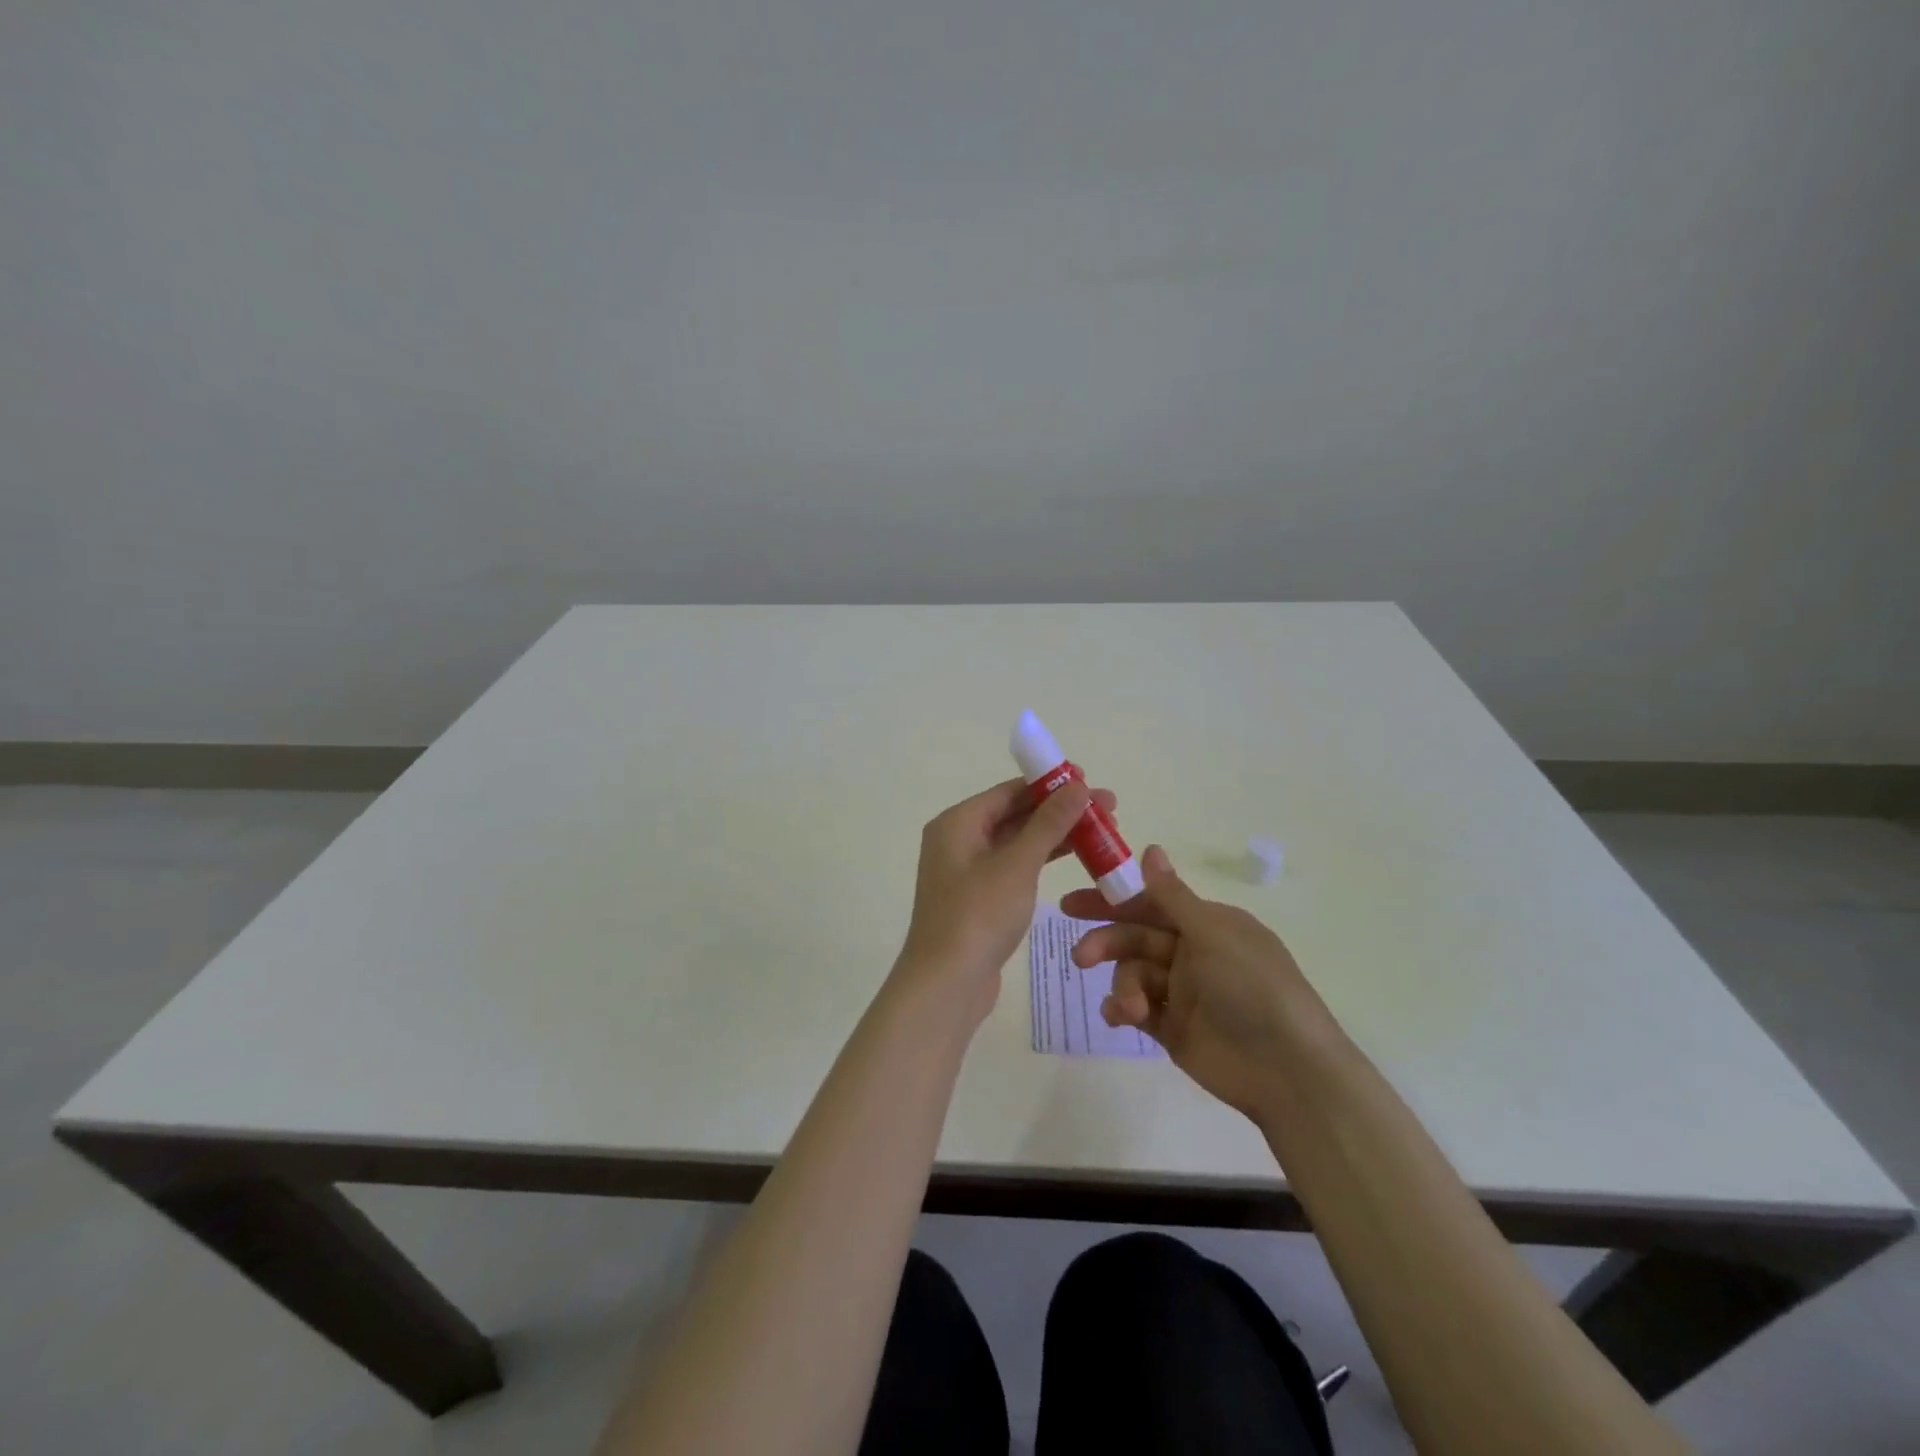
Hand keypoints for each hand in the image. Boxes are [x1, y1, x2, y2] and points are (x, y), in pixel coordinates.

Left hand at [896, 777, 1114, 1025]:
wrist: (946, 985)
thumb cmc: (978, 915)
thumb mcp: (1018, 864)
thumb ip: (1049, 823)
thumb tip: (1078, 786)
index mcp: (958, 823)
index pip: (1009, 791)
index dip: (1050, 784)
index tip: (1090, 782)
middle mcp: (958, 840)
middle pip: (1015, 815)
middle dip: (1060, 811)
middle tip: (1107, 810)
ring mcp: (967, 871)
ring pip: (1018, 843)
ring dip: (1056, 836)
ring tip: (1102, 833)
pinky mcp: (979, 899)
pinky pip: (1015, 868)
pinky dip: (1042, 861)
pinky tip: (1074, 859)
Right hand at [1062, 845, 1335, 1120]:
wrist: (1287, 1070)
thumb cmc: (1251, 987)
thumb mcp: (1211, 933)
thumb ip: (1172, 896)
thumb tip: (1150, 848)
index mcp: (1206, 924)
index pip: (1150, 903)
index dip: (1111, 900)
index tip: (1071, 904)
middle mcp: (1193, 953)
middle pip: (1136, 938)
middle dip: (1106, 943)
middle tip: (1080, 957)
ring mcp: (1183, 992)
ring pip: (1133, 974)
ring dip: (1123, 985)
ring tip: (1129, 1008)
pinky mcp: (1174, 1029)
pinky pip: (1137, 1009)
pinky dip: (1123, 1010)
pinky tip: (1119, 1017)